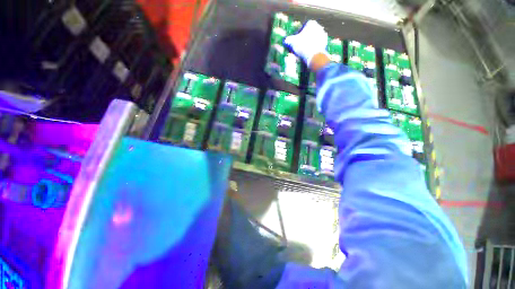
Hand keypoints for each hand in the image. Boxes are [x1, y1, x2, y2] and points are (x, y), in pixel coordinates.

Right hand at [284, 20, 328, 67]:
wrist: (314, 56)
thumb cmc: (303, 47)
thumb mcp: (292, 42)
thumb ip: (288, 40)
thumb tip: (285, 40)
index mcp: (311, 23)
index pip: (302, 27)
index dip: (298, 35)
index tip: (295, 42)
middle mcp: (319, 27)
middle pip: (309, 33)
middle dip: (304, 39)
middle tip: (299, 47)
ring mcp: (323, 36)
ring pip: (313, 39)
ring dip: (309, 44)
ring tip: (304, 52)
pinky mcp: (325, 44)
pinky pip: (317, 45)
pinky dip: (313, 49)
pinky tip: (309, 54)